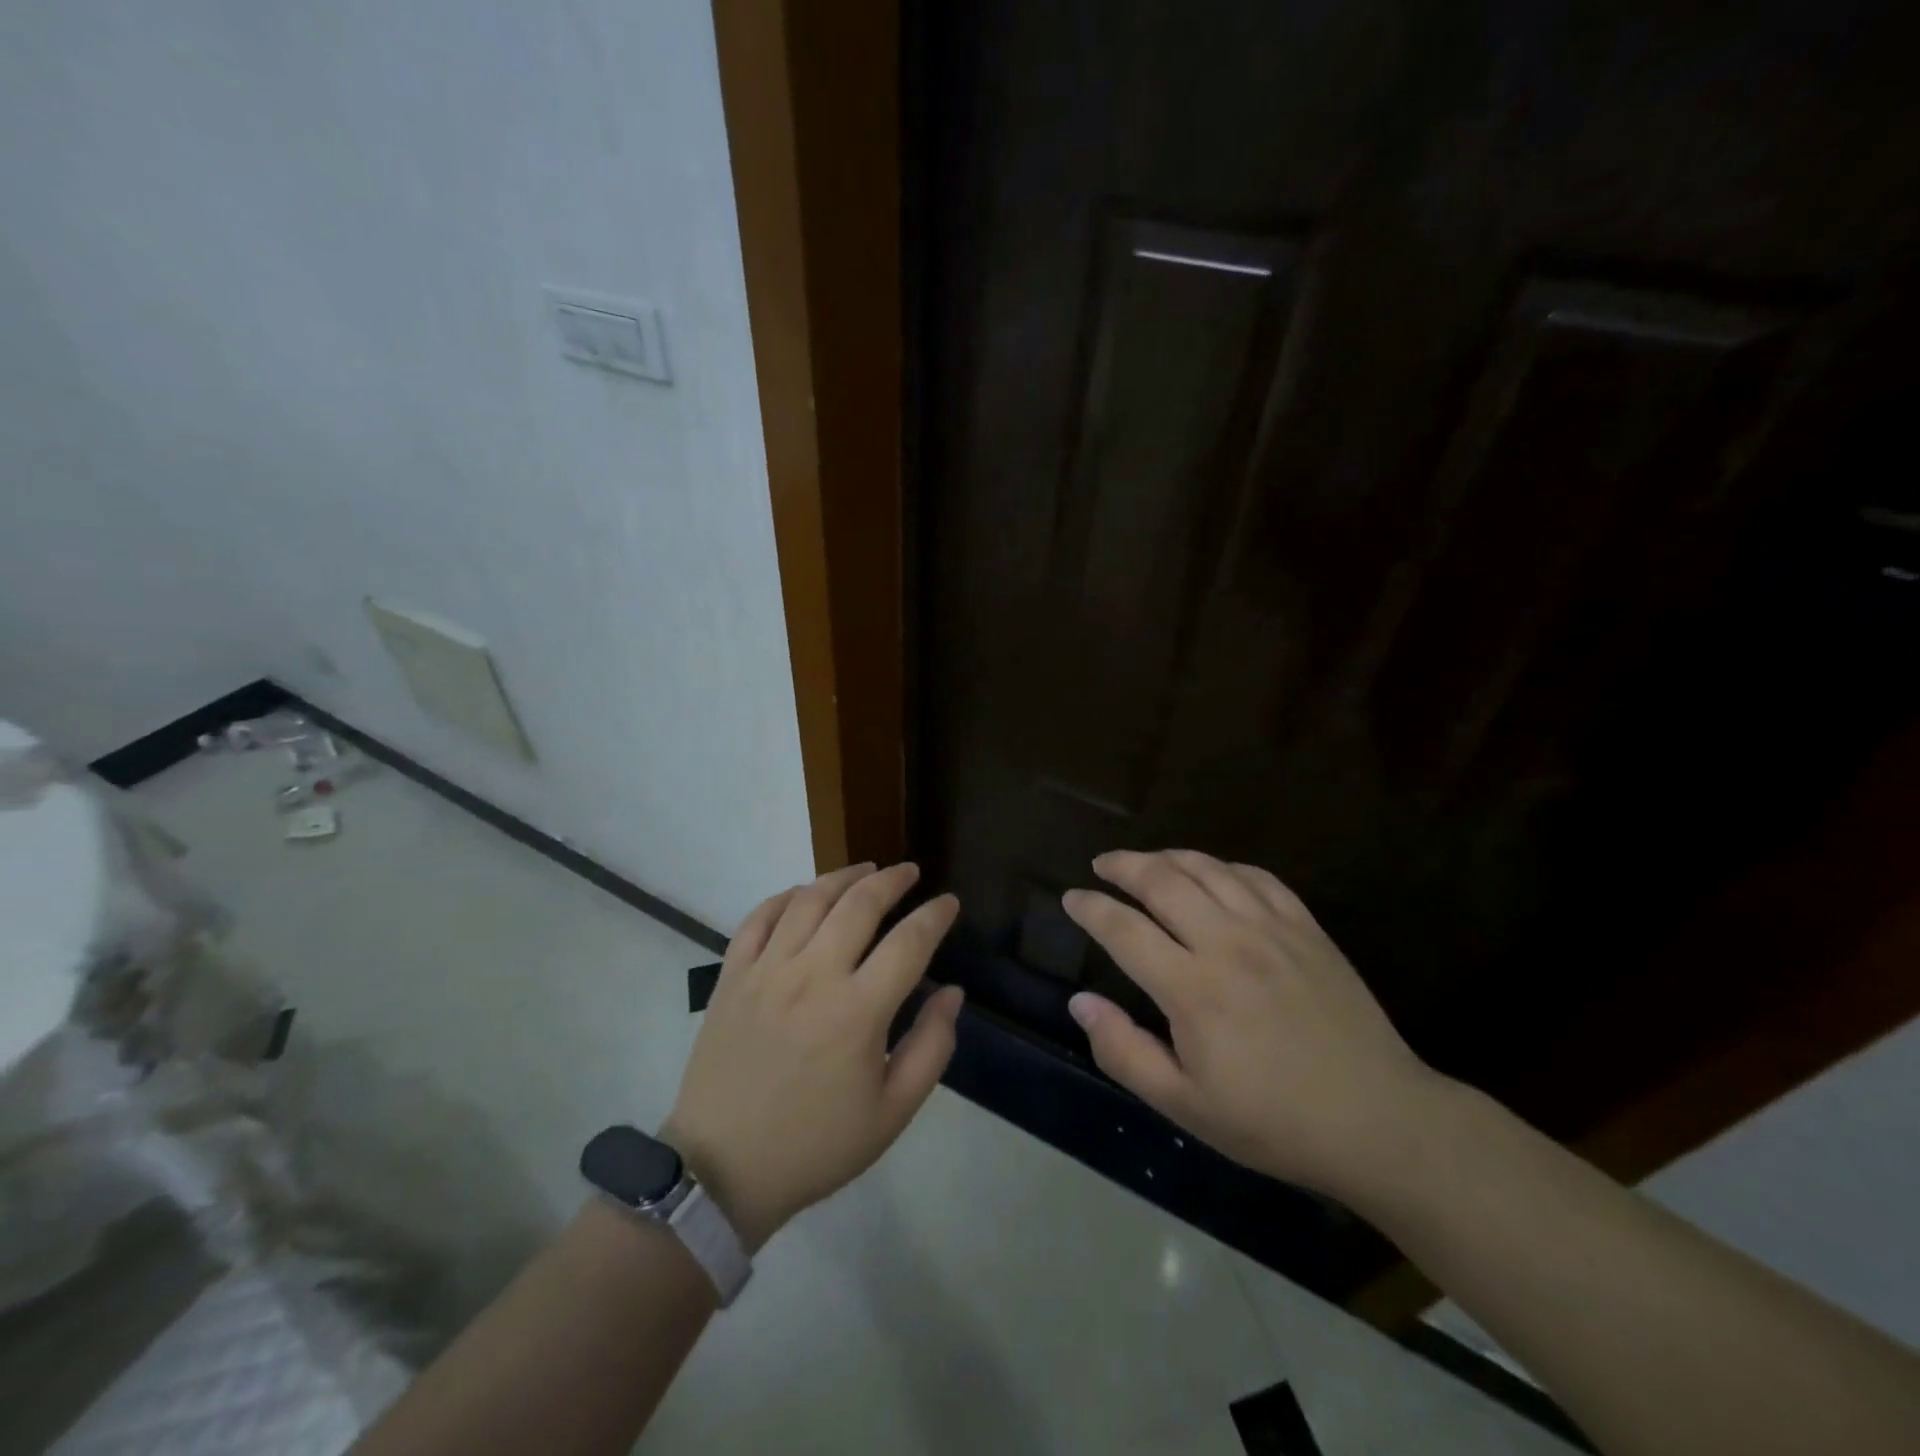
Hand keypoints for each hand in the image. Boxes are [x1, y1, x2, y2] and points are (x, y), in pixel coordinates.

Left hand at [661, 862, 963, 1249]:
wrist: (721, 1170)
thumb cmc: (815, 1145)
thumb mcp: (891, 1113)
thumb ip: (931, 1048)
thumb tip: (952, 993)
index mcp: (857, 1011)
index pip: (909, 942)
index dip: (935, 916)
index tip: (948, 902)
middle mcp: (812, 976)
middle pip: (859, 904)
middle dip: (892, 880)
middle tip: (910, 872)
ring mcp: (766, 970)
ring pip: (809, 899)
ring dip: (843, 876)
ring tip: (866, 870)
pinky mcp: (732, 976)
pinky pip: (759, 918)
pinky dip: (785, 896)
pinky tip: (804, 894)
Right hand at [1063, 849, 1440, 1199]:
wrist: (1379, 1121)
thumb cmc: (1273, 1122)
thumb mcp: (1185, 1106)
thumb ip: (1123, 1052)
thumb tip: (1080, 1002)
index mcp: (1192, 989)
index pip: (1124, 929)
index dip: (1090, 908)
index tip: (1071, 898)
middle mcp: (1227, 943)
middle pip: (1162, 881)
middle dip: (1123, 866)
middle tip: (1102, 865)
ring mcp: (1272, 929)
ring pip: (1208, 869)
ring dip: (1167, 857)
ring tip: (1146, 862)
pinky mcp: (1306, 928)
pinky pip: (1256, 877)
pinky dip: (1222, 866)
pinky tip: (1212, 873)